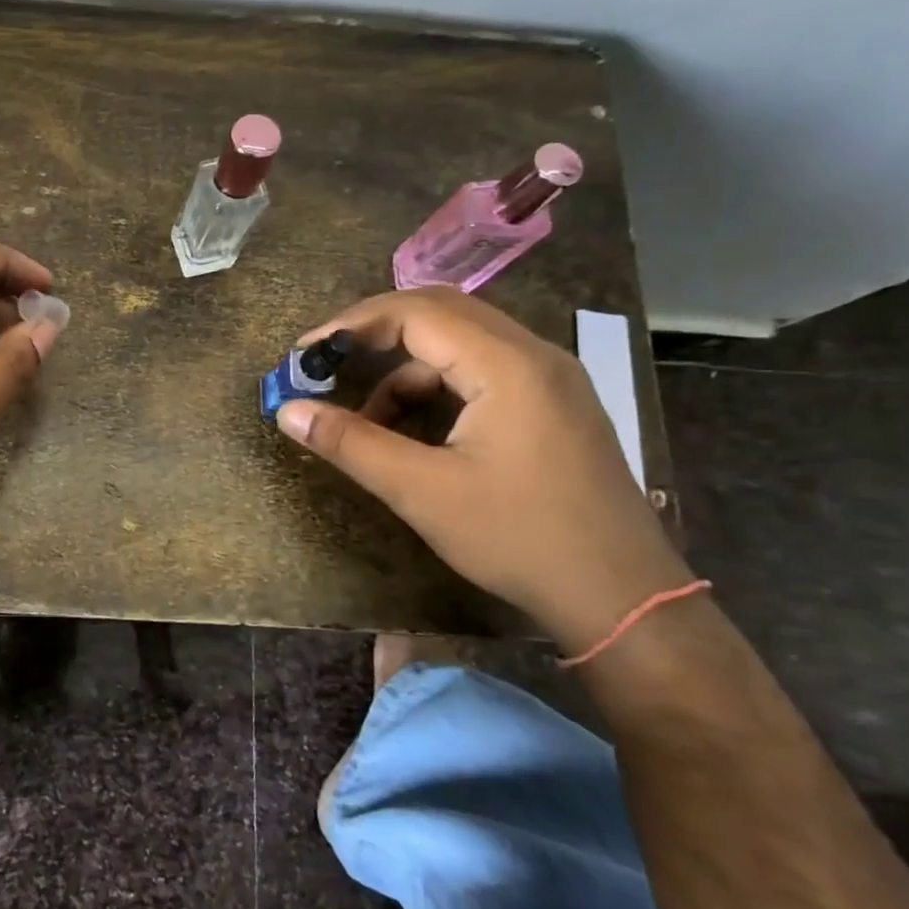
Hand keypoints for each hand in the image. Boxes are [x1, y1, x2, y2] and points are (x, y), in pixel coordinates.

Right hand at [276, 288, 691, 651]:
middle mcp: (535, 355)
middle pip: (442, 312)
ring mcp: (550, 379)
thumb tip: (286, 410)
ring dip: (404, 368)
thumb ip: (350, 444)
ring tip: (366, 417)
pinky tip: (413, 432)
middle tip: (327, 362)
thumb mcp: (421, 492)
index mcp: (508, 365)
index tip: (305, 352)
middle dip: (375, 333)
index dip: (352, 324)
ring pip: (461, 344)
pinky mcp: (553, 405)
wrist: (622, 597)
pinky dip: (436, 388)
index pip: (417, 311)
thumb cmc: (518, 538)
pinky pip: (482, 372)